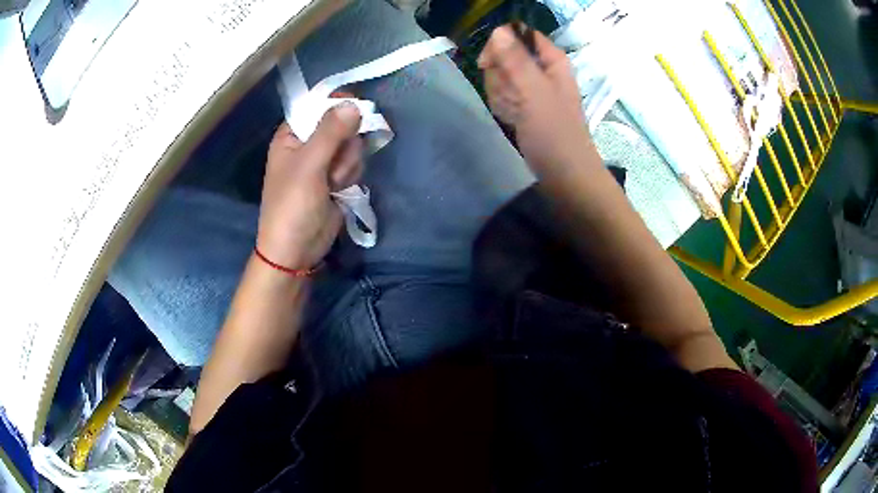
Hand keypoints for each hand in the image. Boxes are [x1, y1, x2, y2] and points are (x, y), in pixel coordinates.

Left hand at [256, 102, 362, 270]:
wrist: (296, 250)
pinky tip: (339, 191)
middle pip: (342, 124)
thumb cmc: (292, 206)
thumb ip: (330, 133)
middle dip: (343, 146)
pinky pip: (355, 164)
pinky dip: (350, 177)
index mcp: (291, 135)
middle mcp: (308, 143)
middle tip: (332, 166)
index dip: (337, 107)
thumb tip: (354, 104)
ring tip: (332, 184)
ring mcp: (324, 161)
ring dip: (347, 165)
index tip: (355, 113)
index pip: (317, 106)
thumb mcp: (308, 166)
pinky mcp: (337, 177)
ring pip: (352, 145)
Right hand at [478, 26, 595, 177]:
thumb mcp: (535, 93)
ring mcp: (533, 89)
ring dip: (501, 95)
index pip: (518, 35)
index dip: (500, 46)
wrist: (565, 177)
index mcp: (552, 60)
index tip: (489, 65)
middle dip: (501, 78)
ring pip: (500, 77)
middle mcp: (542, 70)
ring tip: (517, 114)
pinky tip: (514, 121)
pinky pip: (503, 96)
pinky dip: (504, 108)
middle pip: (505, 56)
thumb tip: (498, 31)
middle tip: (513, 98)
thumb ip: (516, 61)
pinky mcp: (525, 106)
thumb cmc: (555, 135)